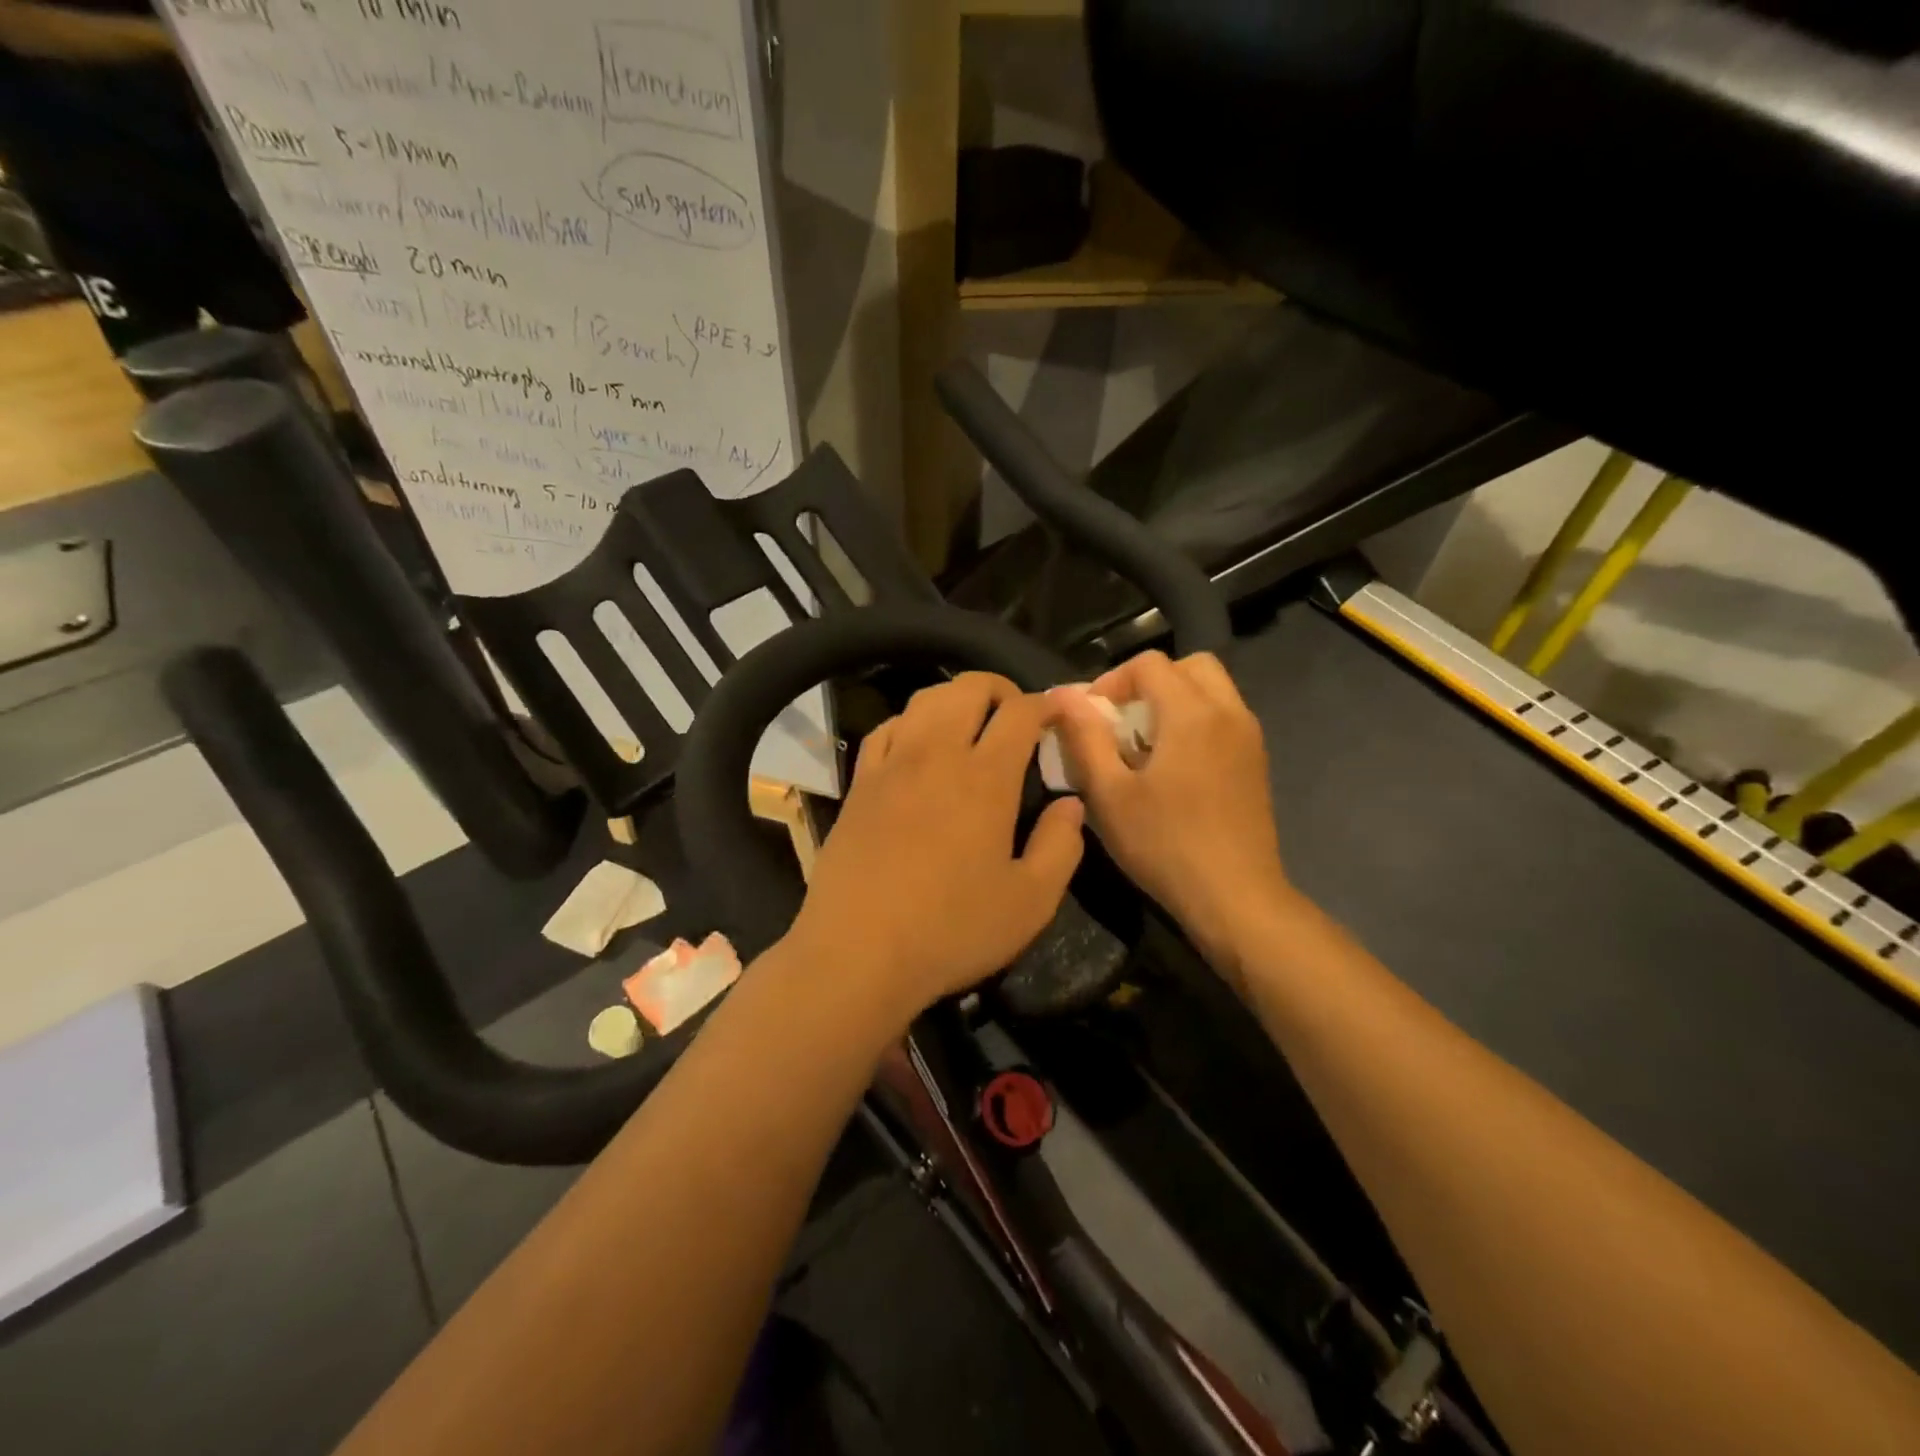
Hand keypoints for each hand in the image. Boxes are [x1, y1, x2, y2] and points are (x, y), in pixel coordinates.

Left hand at [787, 674, 1085, 1027]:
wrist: (858, 954)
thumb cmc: (952, 931)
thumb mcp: (1031, 902)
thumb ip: (1061, 845)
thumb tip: (1070, 803)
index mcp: (985, 778)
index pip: (1019, 712)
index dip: (1043, 704)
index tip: (1055, 717)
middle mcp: (937, 755)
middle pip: (967, 688)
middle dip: (999, 688)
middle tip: (1015, 715)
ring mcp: (891, 766)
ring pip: (923, 701)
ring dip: (954, 699)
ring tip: (970, 723)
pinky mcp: (859, 785)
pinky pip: (885, 729)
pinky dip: (910, 722)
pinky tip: (917, 744)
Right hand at [1047, 651, 1289, 964]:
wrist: (1236, 898)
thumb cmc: (1164, 845)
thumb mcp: (1109, 794)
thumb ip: (1085, 737)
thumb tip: (1064, 695)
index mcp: (1192, 713)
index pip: (1149, 663)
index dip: (1112, 680)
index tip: (1091, 717)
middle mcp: (1229, 712)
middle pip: (1189, 666)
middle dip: (1149, 681)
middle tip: (1121, 719)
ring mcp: (1250, 737)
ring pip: (1212, 690)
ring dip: (1174, 700)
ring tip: (1144, 743)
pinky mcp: (1256, 762)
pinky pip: (1224, 717)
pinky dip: (1196, 721)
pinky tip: (1173, 767)